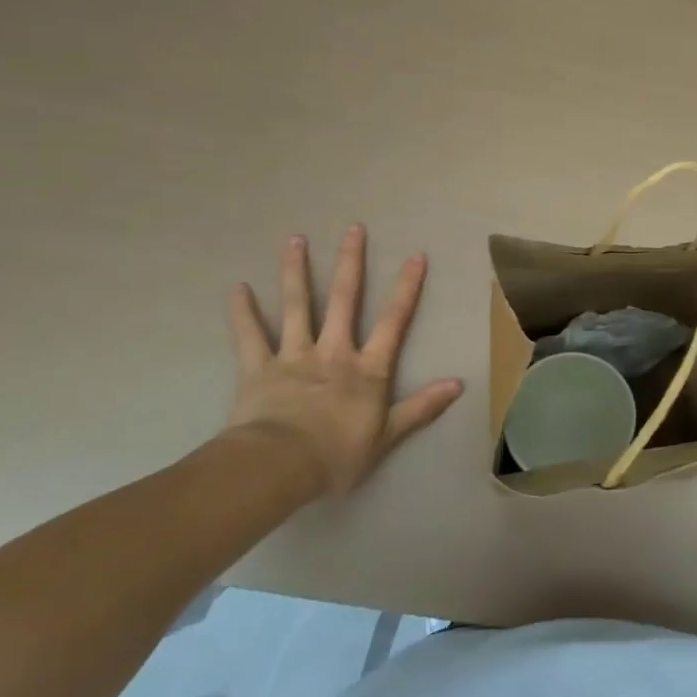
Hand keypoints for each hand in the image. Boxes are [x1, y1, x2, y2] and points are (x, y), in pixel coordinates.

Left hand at [224, 227, 463, 496]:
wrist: (279, 467)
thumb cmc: (337, 455)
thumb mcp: (388, 436)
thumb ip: (421, 407)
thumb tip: (459, 384)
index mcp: (367, 369)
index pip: (393, 321)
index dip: (406, 288)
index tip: (415, 256)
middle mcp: (333, 352)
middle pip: (344, 300)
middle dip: (350, 263)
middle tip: (353, 229)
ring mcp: (294, 357)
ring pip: (297, 307)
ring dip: (296, 272)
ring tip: (295, 239)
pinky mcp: (258, 369)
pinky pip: (249, 337)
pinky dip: (242, 312)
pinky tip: (237, 288)